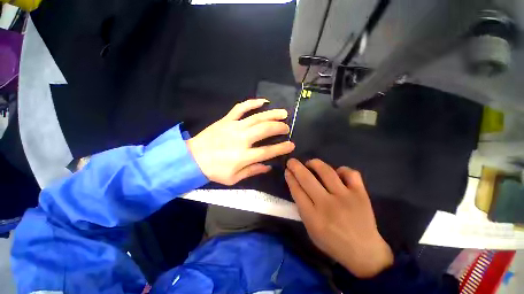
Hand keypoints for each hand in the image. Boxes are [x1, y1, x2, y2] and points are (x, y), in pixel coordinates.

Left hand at [187, 99, 294, 185]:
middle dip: (279, 127)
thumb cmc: (214, 171)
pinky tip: (263, 101)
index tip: (291, 145)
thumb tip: (268, 166)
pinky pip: (241, 108)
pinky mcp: (226, 120)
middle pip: (265, 129)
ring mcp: (234, 127)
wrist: (192, 158)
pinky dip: (252, 103)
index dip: (281, 148)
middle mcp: (241, 139)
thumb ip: (252, 171)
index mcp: (243, 156)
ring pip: (257, 117)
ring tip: (283, 113)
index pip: (268, 151)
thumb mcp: (233, 178)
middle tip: (286, 128)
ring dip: (272, 114)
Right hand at [284, 158, 392, 277]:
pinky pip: (350, 173)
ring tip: (310, 163)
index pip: (297, 191)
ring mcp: (345, 197)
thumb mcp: (311, 230)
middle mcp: (327, 205)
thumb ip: (303, 208)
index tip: (287, 171)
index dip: (290, 178)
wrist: (364, 252)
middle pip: (307, 178)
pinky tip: (337, 173)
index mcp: (313, 217)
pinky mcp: (360, 194)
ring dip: (315, 163)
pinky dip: (341, 170)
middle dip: (295, 166)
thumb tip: (297, 186)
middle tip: (291, 161)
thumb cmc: (333, 242)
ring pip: (326, 171)